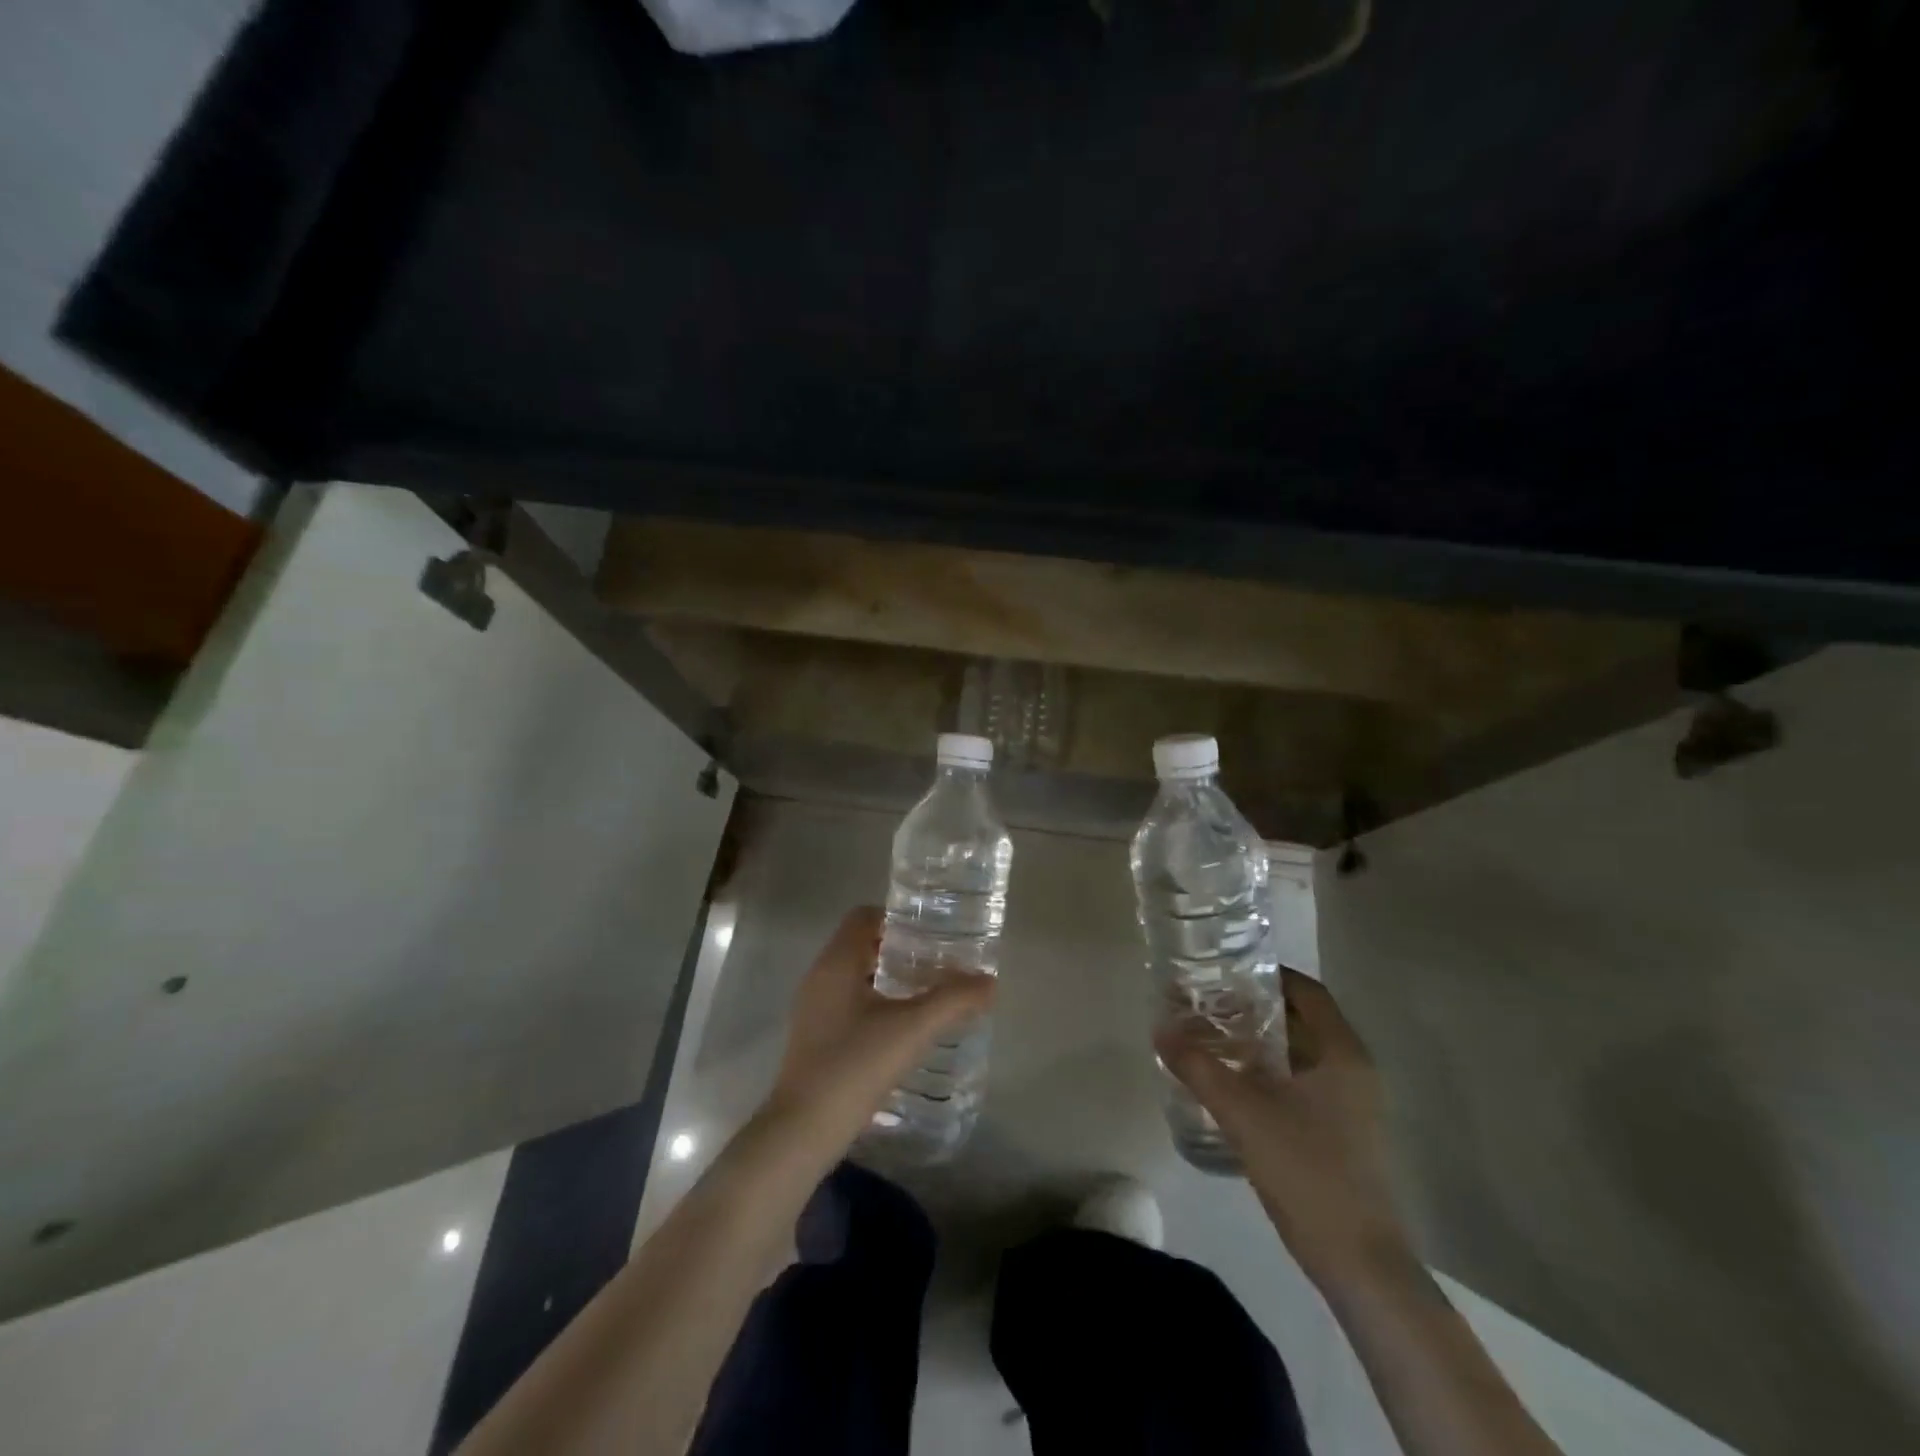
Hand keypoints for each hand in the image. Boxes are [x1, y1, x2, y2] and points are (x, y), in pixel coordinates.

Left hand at [768, 907, 995, 1153]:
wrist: (804, 1131)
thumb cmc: (855, 1065)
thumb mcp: (913, 1029)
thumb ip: (953, 1000)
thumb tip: (990, 982)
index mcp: (837, 962)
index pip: (864, 916)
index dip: (898, 918)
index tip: (931, 933)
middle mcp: (820, 976)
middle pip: (860, 943)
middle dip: (898, 948)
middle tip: (936, 961)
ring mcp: (813, 1008)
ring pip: (853, 973)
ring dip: (887, 975)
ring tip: (925, 991)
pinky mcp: (814, 1036)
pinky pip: (847, 1000)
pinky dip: (874, 1000)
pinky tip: (900, 1026)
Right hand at [1157, 969, 1410, 1291]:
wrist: (1358, 1263)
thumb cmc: (1309, 1172)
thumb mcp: (1244, 1113)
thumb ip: (1199, 1067)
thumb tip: (1160, 1030)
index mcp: (1342, 1053)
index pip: (1306, 990)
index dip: (1267, 974)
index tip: (1224, 970)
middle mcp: (1351, 1070)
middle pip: (1300, 1020)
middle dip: (1253, 1007)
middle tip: (1206, 1001)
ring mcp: (1349, 1104)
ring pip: (1298, 1054)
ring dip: (1257, 1041)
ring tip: (1209, 1035)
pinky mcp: (1339, 1132)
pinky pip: (1299, 1083)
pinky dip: (1266, 1072)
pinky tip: (1229, 1081)